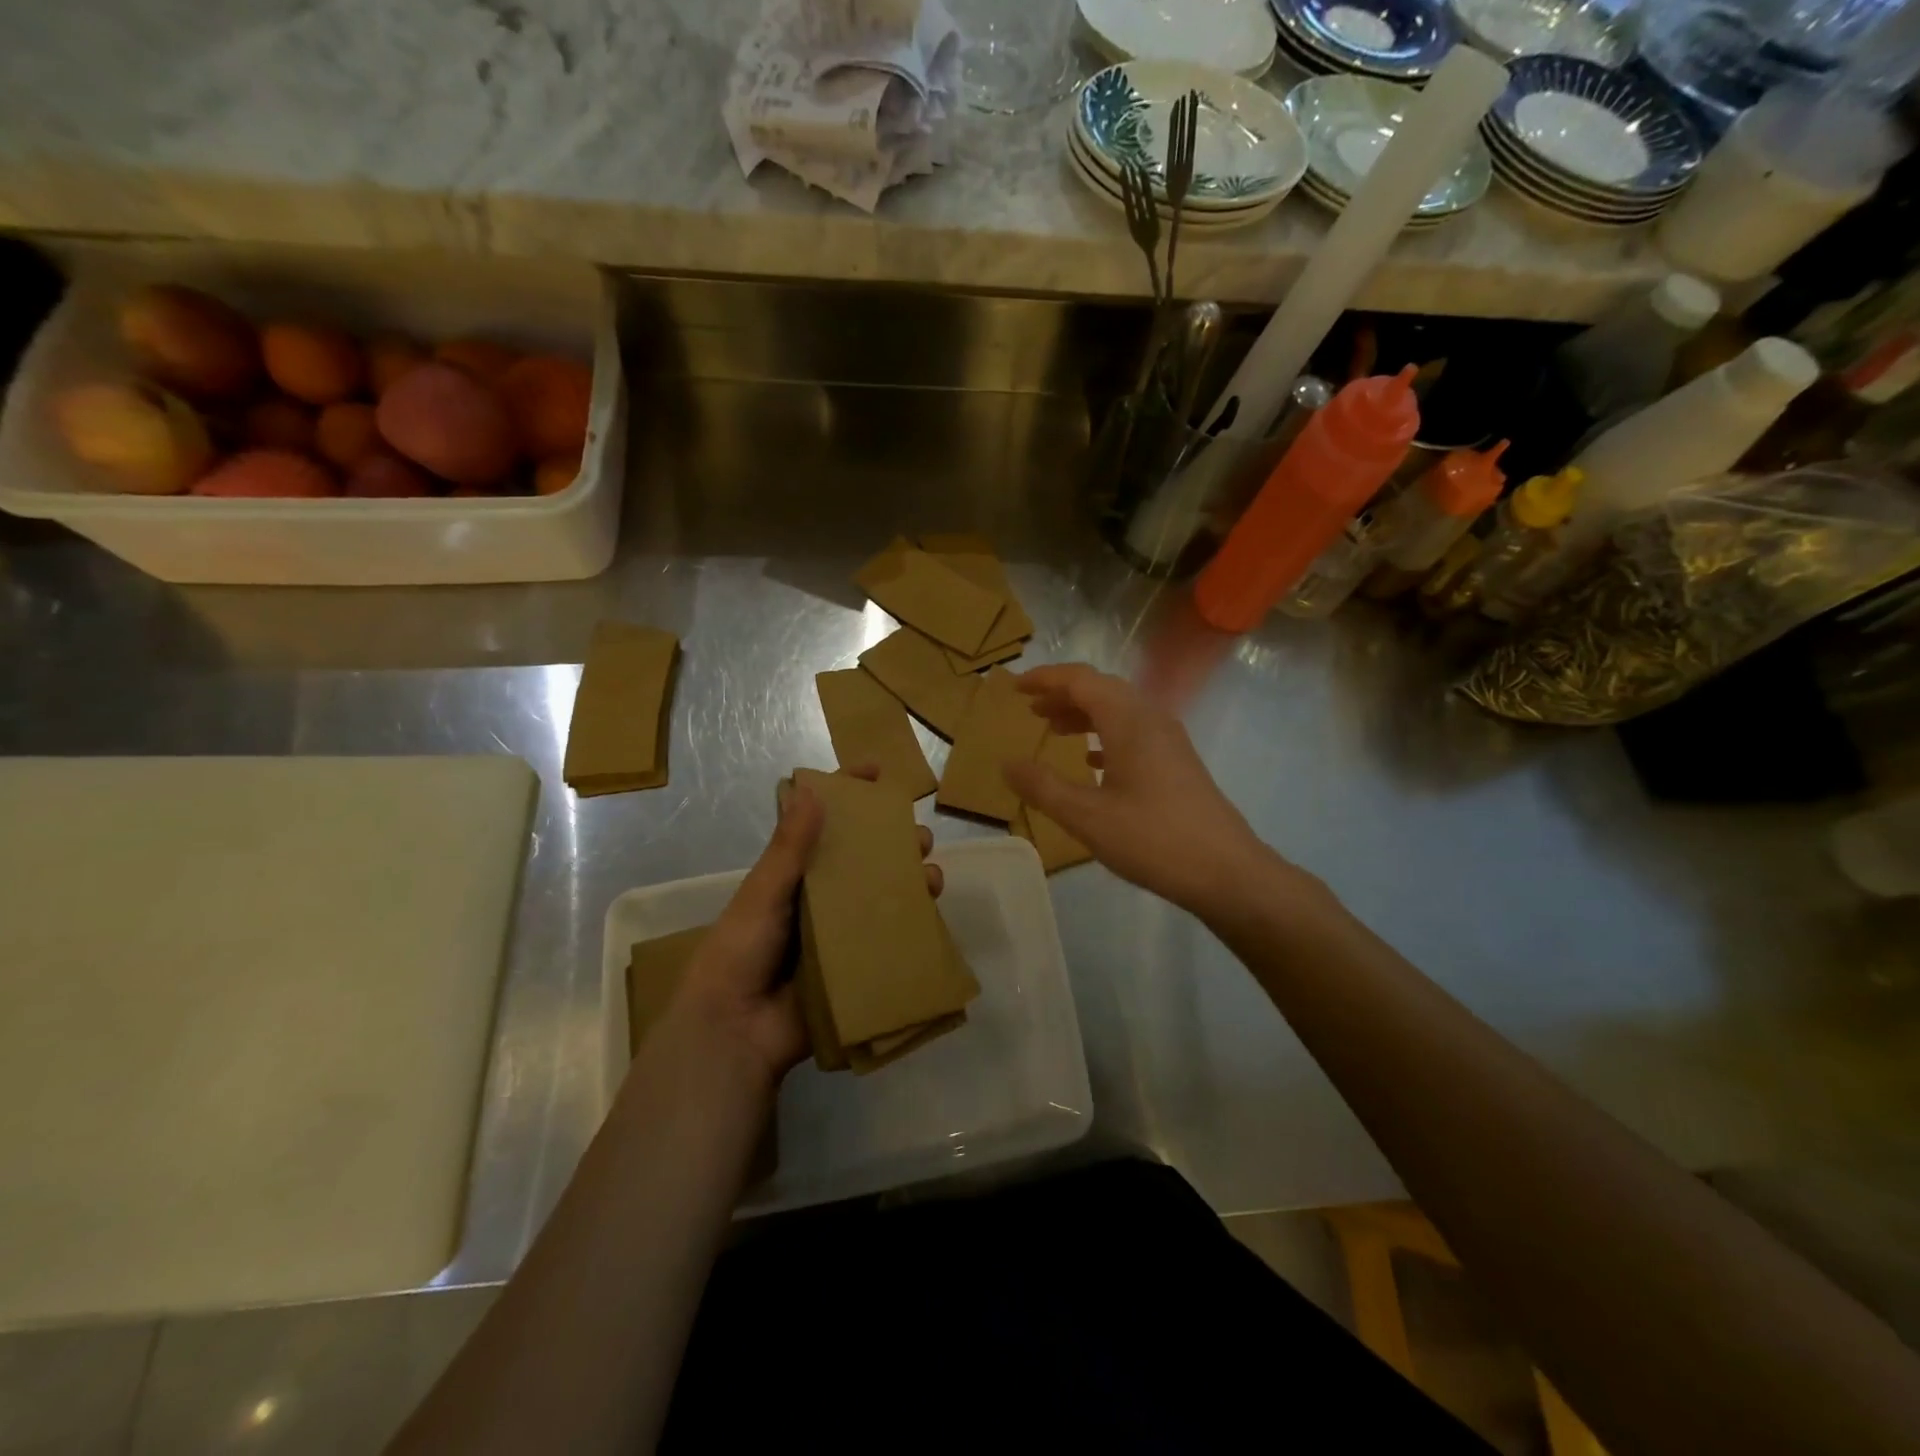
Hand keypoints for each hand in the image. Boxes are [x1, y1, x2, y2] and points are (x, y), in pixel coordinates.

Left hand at [668, 768, 942, 1089]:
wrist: (736, 1032)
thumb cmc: (741, 951)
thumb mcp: (763, 893)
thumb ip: (790, 847)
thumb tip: (814, 790)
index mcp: (794, 876)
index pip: (822, 824)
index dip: (847, 795)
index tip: (876, 772)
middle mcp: (820, 899)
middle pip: (864, 859)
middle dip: (894, 842)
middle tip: (919, 837)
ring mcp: (841, 934)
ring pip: (883, 897)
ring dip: (910, 882)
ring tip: (932, 877)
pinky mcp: (856, 967)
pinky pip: (889, 940)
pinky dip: (912, 926)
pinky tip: (932, 917)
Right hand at [1004, 664, 1275, 916]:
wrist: (1227, 871)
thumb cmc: (1152, 839)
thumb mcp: (1086, 816)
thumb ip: (1042, 787)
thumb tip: (1006, 764)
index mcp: (1128, 720)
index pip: (1080, 680)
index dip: (1045, 679)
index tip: (1015, 687)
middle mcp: (1151, 719)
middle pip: (1101, 689)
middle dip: (1063, 694)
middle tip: (1031, 709)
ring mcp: (1169, 740)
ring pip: (1119, 711)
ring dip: (1084, 714)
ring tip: (1054, 730)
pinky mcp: (1177, 763)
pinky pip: (1134, 732)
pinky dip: (1105, 736)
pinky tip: (1092, 761)